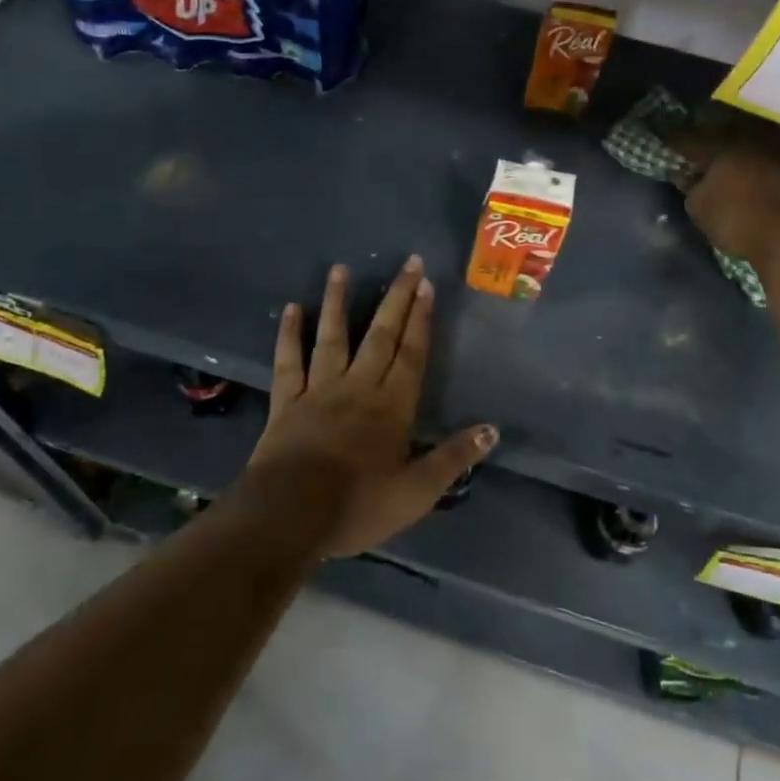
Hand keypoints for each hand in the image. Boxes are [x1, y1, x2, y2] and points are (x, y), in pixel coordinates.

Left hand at [243, 257, 497, 557]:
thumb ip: (453, 459)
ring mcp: (319, 390)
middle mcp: (358, 386)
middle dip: (396, 298)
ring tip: (341, 268)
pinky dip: (289, 334)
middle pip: (380, 335)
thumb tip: (492, 430)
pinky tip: (292, 307)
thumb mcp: (416, 492)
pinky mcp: (287, 401)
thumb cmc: (357, 506)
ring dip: (338, 301)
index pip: (412, 353)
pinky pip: (289, 361)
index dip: (421, 318)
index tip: (427, 284)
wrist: (290, 517)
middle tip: (408, 263)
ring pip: (332, 337)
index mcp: (392, 406)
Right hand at [672, 123, 779, 272]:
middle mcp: (751, 146)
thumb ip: (690, 188)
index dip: (677, 142)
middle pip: (725, 144)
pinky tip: (753, 187)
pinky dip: (759, 178)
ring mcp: (777, 161)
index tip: (666, 140)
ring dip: (738, 164)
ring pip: (750, 157)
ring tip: (727, 174)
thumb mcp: (698, 206)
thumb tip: (685, 176)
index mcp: (722, 148)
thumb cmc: (734, 218)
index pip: (692, 142)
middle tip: (699, 158)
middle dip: (711, 150)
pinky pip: (770, 173)